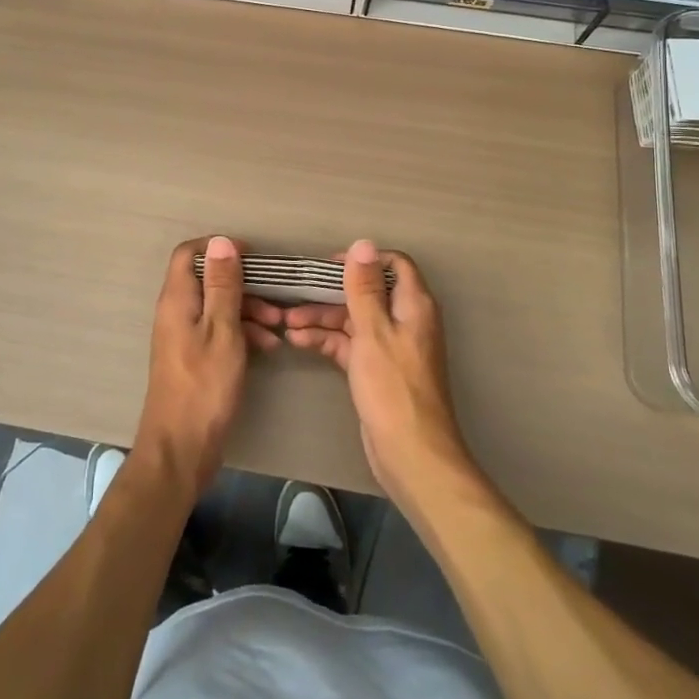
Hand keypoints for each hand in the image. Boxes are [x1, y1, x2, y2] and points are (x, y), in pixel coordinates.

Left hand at [134, 236, 285, 499]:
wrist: (181, 448)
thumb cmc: (204, 386)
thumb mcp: (222, 330)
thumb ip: (223, 285)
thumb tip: (221, 241)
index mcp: (178, 299)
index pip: (190, 253)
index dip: (219, 248)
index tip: (252, 257)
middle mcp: (176, 311)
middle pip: (208, 279)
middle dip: (244, 284)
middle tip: (275, 299)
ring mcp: (183, 335)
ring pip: (217, 307)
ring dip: (248, 310)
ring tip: (279, 327)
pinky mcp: (193, 357)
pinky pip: (218, 331)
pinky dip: (242, 333)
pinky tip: (268, 346)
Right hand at [284, 240, 473, 511]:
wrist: (410, 454)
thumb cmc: (393, 387)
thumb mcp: (373, 331)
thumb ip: (364, 287)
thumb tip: (362, 244)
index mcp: (413, 305)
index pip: (393, 265)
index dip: (362, 260)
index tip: (328, 266)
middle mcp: (404, 320)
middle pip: (367, 292)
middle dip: (331, 292)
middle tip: (295, 293)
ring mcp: (389, 346)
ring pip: (353, 319)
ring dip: (322, 317)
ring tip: (285, 321)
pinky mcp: (376, 370)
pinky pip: (349, 344)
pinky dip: (326, 340)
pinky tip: (297, 340)